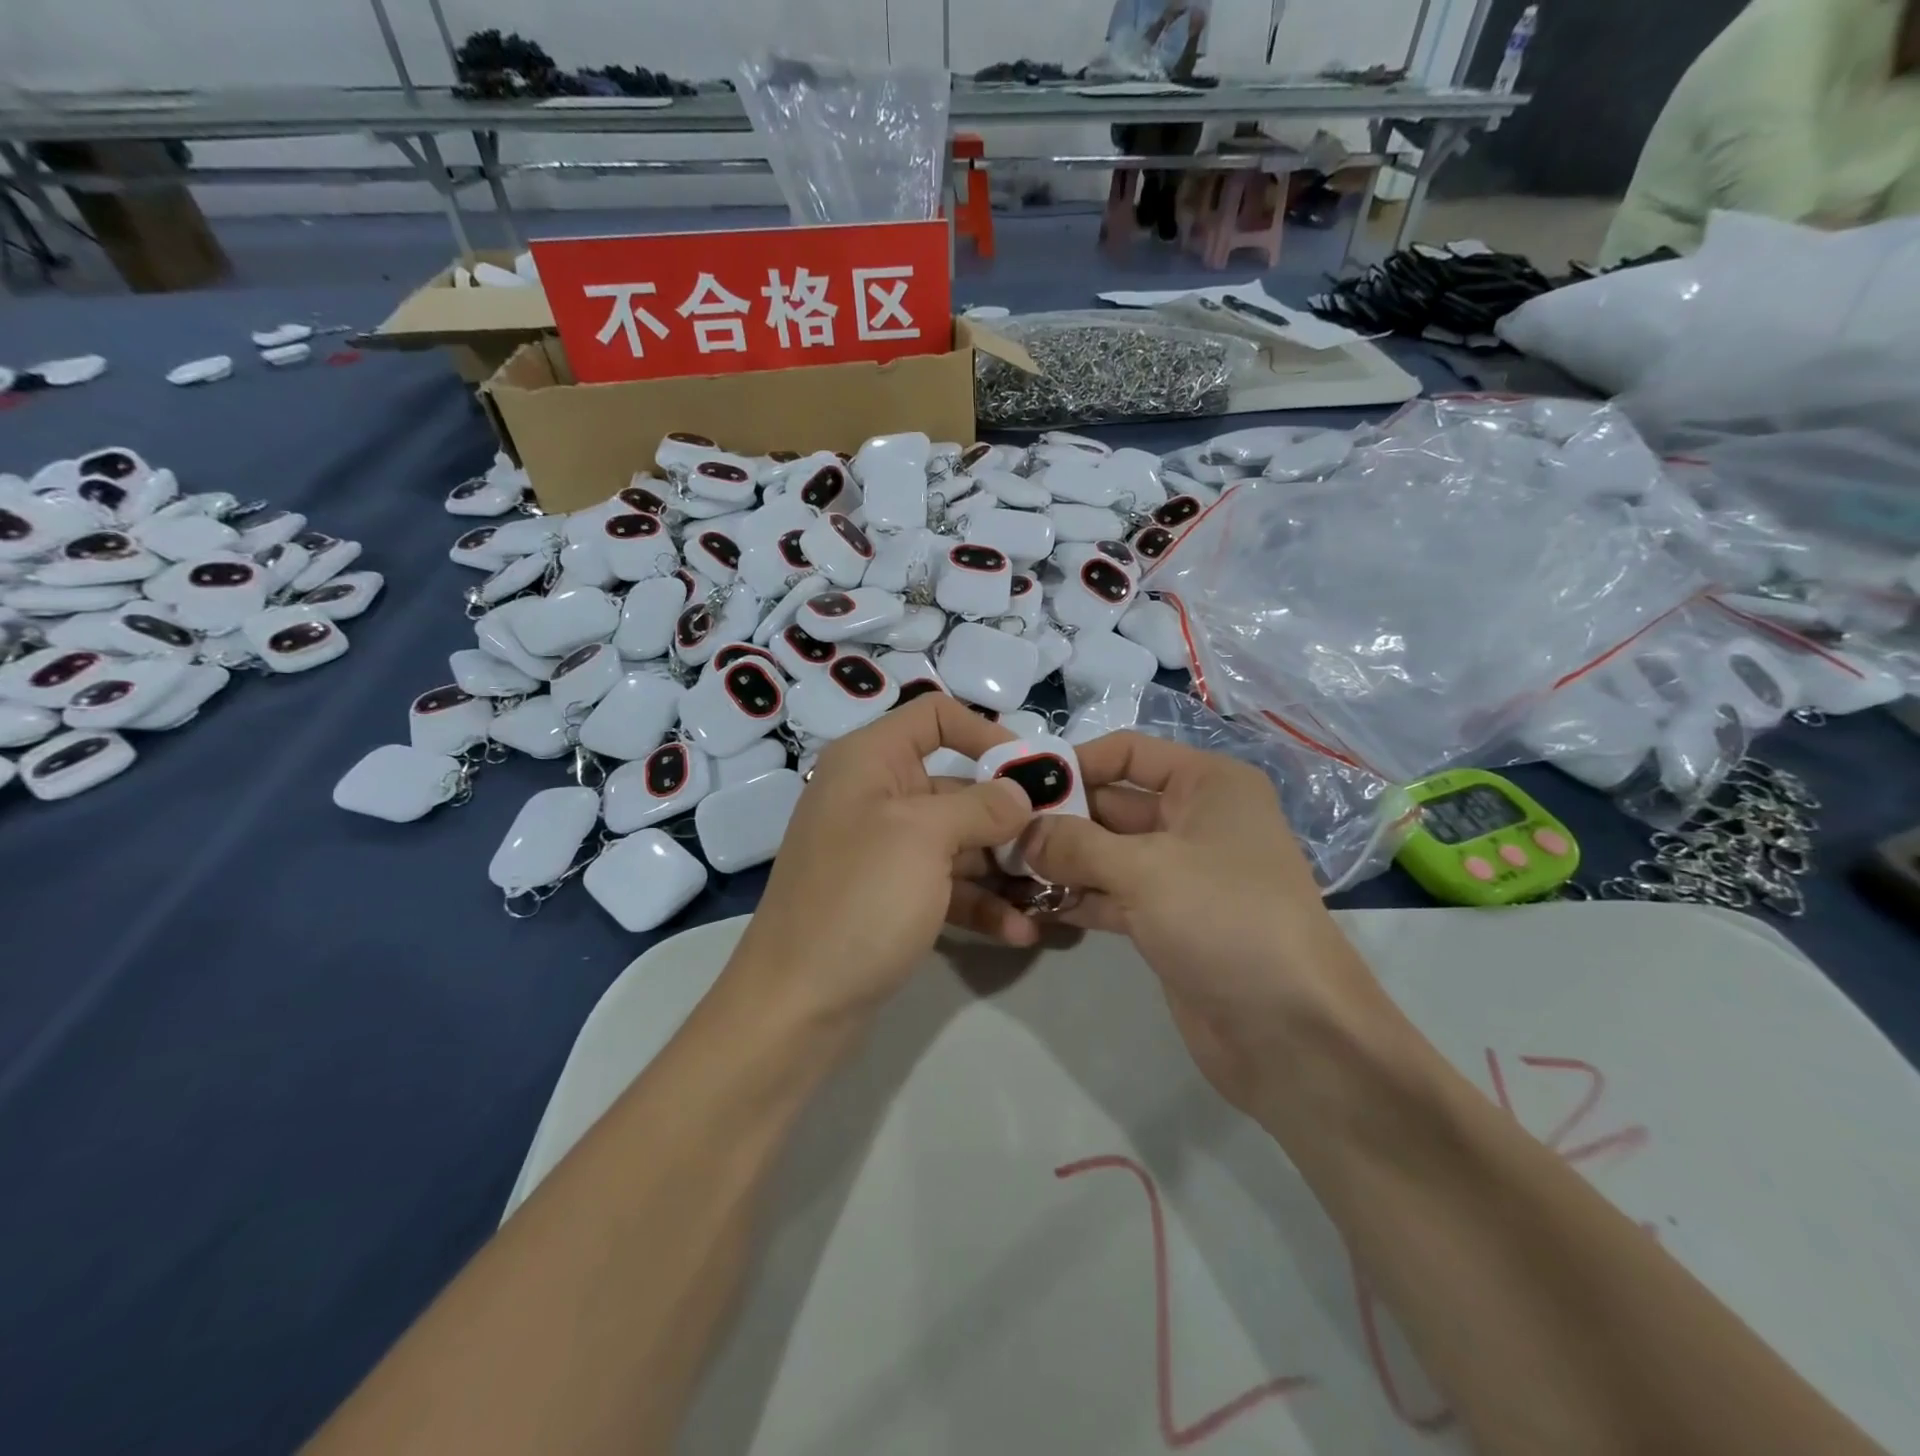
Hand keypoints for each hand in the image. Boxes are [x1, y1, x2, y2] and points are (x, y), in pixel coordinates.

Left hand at [728, 695, 1037, 1025]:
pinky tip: (1022, 931)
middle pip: (956, 784)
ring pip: (957, 841)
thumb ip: (980, 805)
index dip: (985, 734)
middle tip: (1058, 841)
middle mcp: (875, 796)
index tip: (1030, 772)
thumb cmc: (859, 901)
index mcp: (870, 761)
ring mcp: (883, 851)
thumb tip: (1020, 792)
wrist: (797, 1006)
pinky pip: (946, 886)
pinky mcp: (891, 898)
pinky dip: (981, 903)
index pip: (934, 716)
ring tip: (1051, 892)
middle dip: (1008, 813)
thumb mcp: (924, 838)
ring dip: (1004, 866)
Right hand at [1017, 732, 1381, 1111]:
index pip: (1128, 753)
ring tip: (1002, 868)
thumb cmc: (1225, 919)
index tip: (1019, 784)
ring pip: (1107, 853)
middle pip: (1112, 804)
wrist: (1290, 1032)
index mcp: (1207, 785)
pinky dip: (1076, 897)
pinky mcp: (1167, 920)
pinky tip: (1030, 904)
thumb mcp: (1145, 869)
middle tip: (999, 832)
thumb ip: (1075, 844)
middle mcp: (1195, 820)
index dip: (1076, 763)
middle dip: (1059, 817)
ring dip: (1060, 860)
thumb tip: (1022, 832)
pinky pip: (1111, 895)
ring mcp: (1180, 873)